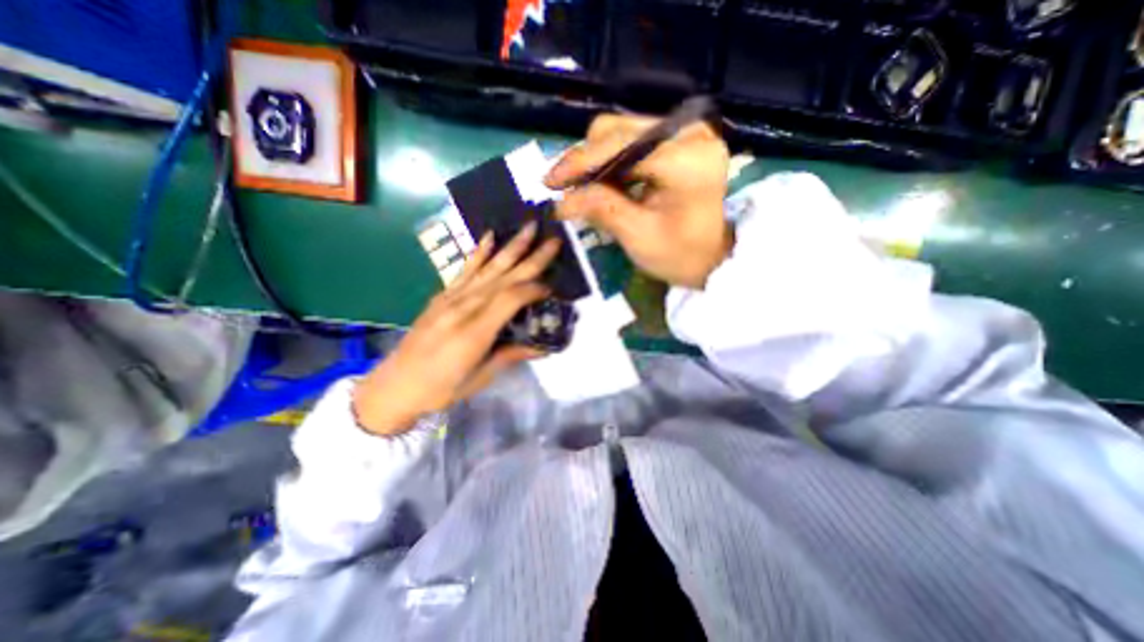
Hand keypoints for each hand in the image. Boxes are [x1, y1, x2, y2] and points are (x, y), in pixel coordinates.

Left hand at [351, 224, 560, 437]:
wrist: (396, 385)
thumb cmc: (441, 388)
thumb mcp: (480, 378)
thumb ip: (511, 356)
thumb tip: (543, 347)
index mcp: (475, 331)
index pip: (511, 298)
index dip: (534, 289)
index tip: (553, 286)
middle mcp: (464, 308)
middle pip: (504, 277)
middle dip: (532, 257)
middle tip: (553, 239)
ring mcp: (451, 298)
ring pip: (488, 267)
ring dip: (511, 246)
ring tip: (529, 227)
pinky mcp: (443, 296)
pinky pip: (465, 270)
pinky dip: (479, 252)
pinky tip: (490, 236)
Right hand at [545, 112, 732, 288]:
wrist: (713, 257)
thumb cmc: (681, 255)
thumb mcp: (638, 237)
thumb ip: (601, 210)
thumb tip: (560, 201)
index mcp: (686, 158)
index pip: (620, 146)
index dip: (580, 163)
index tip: (550, 183)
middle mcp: (689, 132)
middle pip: (618, 130)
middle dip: (585, 161)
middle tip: (563, 188)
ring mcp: (687, 131)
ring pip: (622, 130)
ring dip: (596, 160)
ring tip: (580, 188)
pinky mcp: (680, 139)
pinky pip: (634, 139)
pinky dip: (612, 160)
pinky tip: (601, 182)